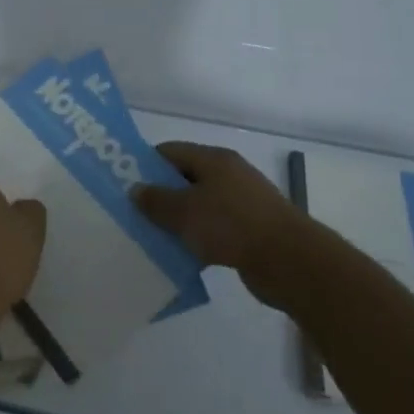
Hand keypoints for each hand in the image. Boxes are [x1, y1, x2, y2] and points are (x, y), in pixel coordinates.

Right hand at [134, 142, 315, 309]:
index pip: (171, 152)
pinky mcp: (250, 231)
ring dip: (178, 221)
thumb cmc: (232, 225)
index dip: (146, 164)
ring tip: (150, 237)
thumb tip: (136, 189)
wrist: (290, 261)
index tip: (123, 183)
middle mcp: (228, 175)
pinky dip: (197, 239)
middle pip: (185, 178)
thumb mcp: (185, 212)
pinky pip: (214, 230)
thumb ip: (156, 200)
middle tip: (132, 213)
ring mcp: (242, 203)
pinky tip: (180, 256)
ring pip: (199, 207)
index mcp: (214, 160)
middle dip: (160, 195)